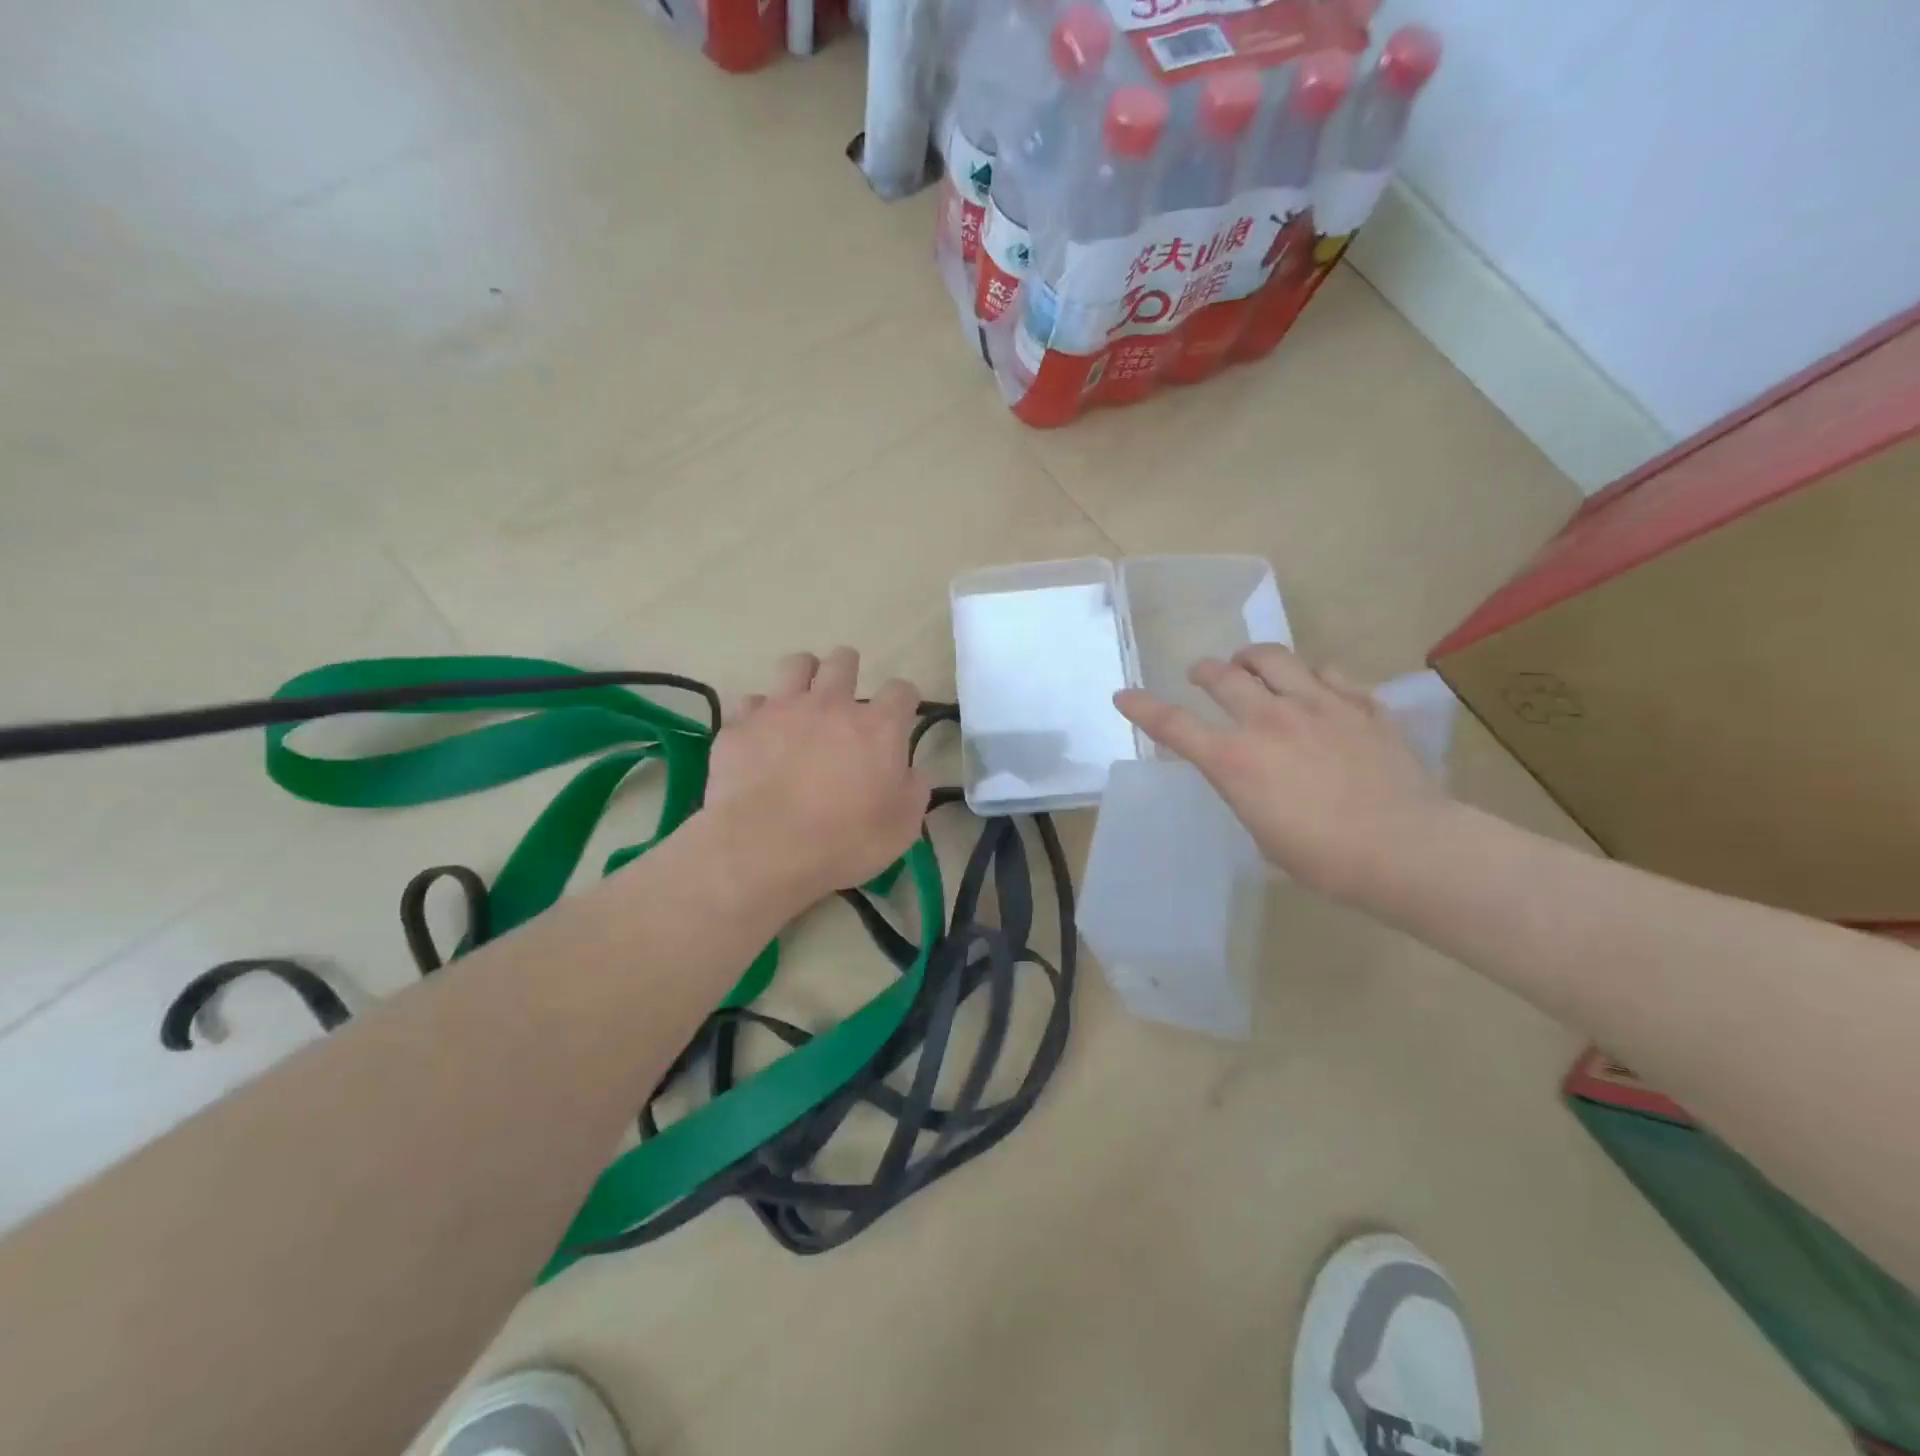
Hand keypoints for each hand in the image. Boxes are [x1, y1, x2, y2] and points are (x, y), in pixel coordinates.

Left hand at [702, 648, 929, 908]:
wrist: (763, 848)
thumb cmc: (843, 841)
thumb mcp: (901, 828)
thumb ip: (914, 790)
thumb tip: (913, 772)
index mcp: (878, 727)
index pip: (902, 691)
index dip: (904, 700)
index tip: (901, 716)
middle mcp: (831, 704)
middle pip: (844, 662)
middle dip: (849, 670)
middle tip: (846, 697)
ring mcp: (782, 709)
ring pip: (796, 664)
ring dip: (804, 674)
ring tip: (803, 697)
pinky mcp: (742, 724)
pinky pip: (751, 702)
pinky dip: (760, 713)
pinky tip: (761, 733)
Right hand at [1114, 644, 1454, 902]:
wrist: (1406, 848)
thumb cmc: (1324, 858)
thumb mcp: (1263, 831)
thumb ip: (1247, 790)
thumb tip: (1253, 776)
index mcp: (1235, 760)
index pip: (1174, 725)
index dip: (1143, 707)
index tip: (1124, 695)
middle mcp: (1268, 720)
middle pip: (1222, 676)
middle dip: (1204, 670)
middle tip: (1201, 673)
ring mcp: (1317, 705)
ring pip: (1273, 657)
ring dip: (1251, 657)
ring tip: (1249, 662)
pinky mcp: (1359, 705)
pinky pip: (1327, 672)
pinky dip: (1309, 674)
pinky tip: (1313, 685)